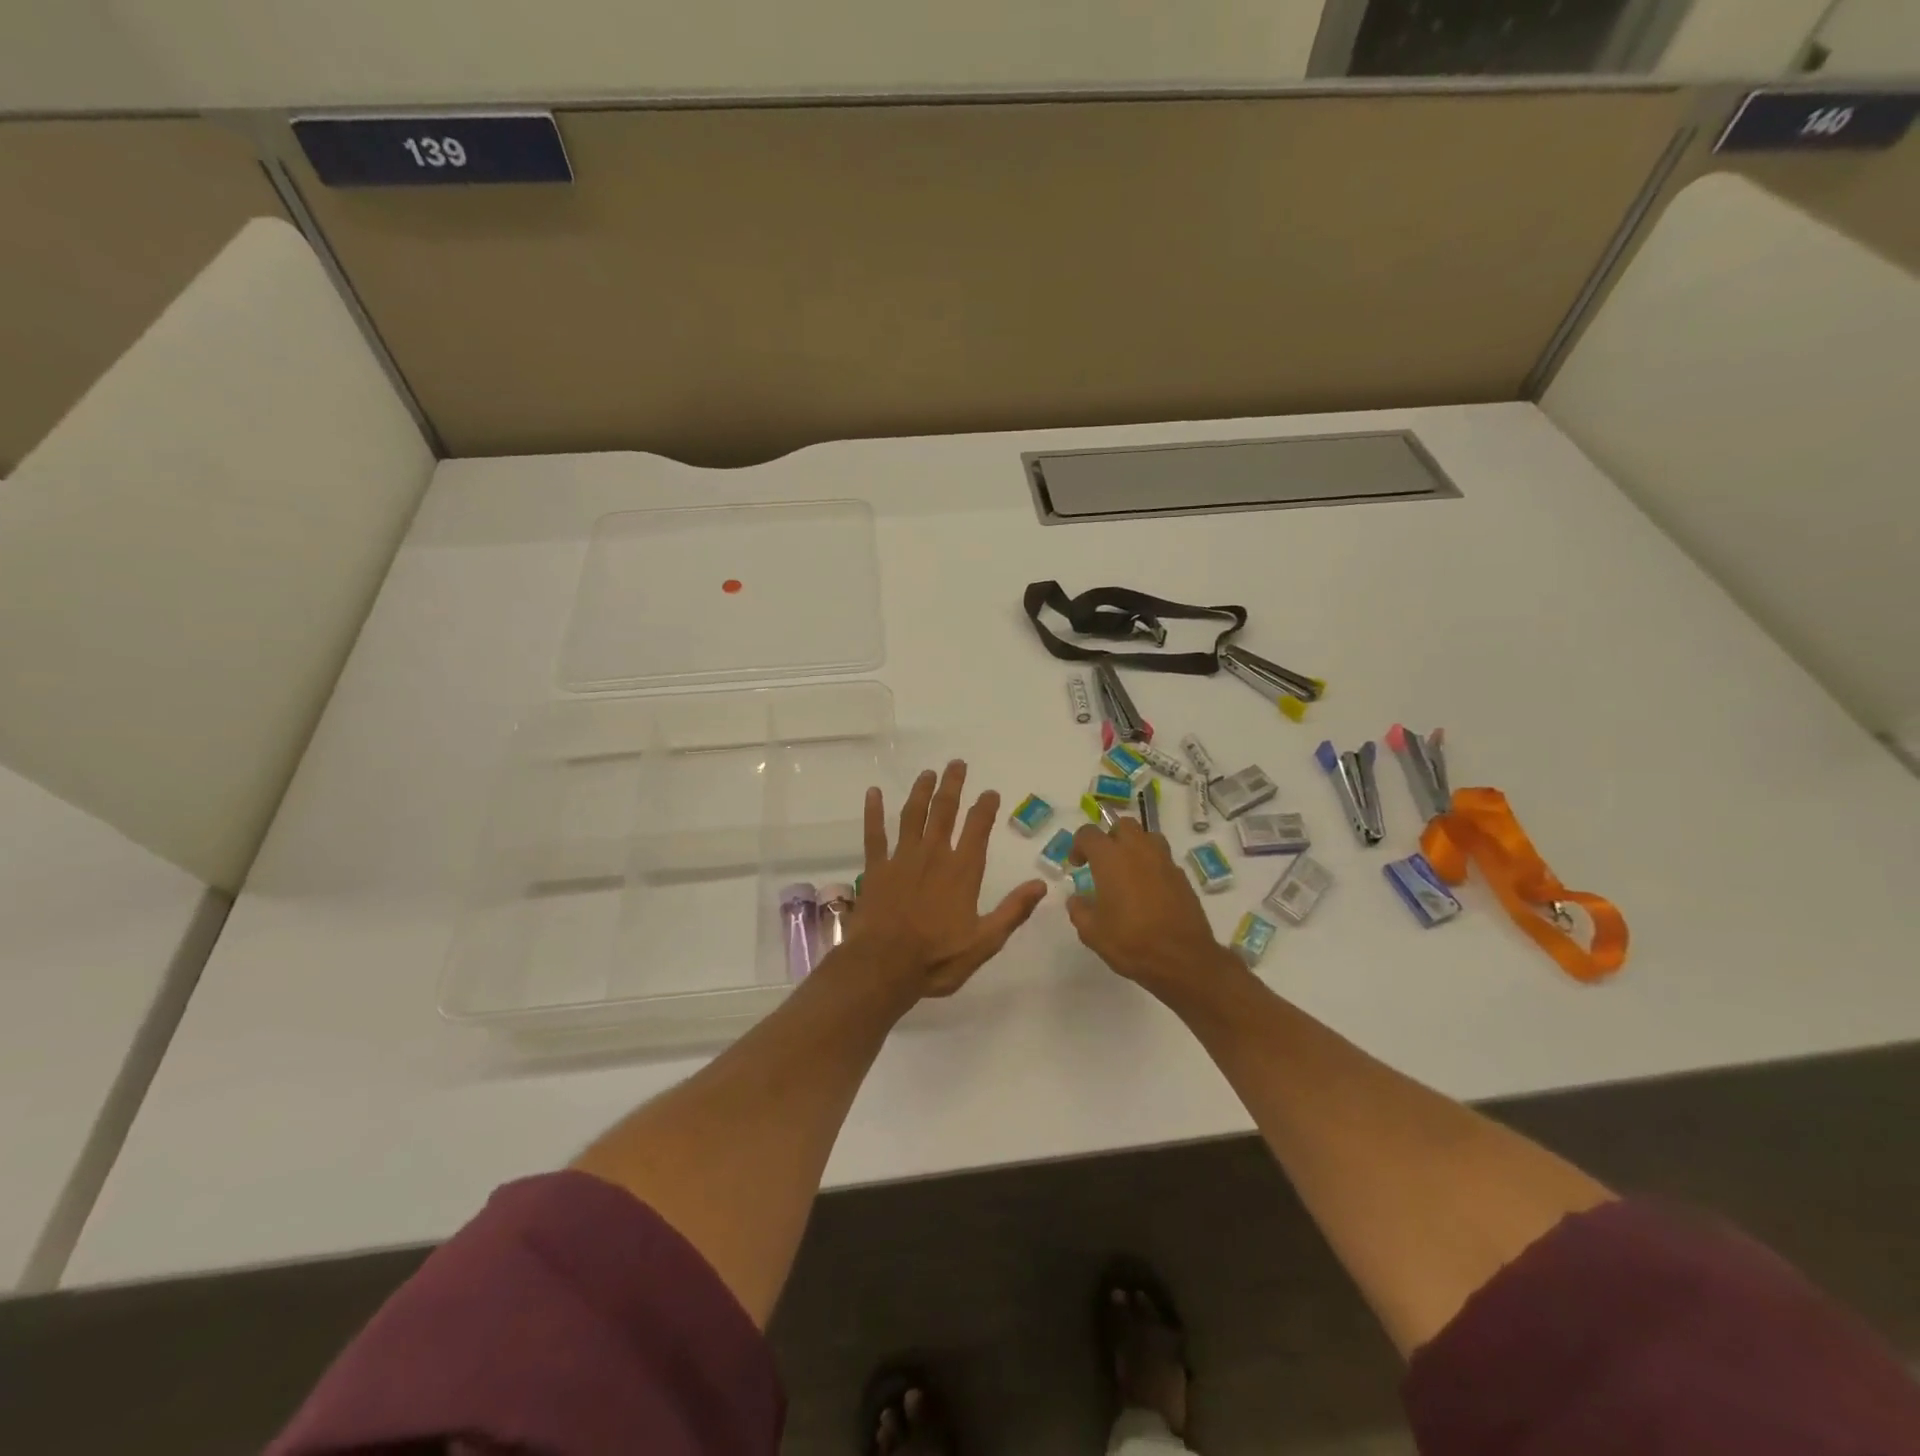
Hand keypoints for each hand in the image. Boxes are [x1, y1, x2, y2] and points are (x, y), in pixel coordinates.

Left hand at [844, 760, 1048, 999]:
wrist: (883, 967)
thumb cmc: (937, 959)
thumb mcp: (985, 942)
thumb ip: (1012, 911)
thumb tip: (1041, 884)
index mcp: (962, 872)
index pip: (978, 829)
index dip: (985, 808)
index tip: (989, 792)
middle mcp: (934, 855)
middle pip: (944, 811)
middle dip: (952, 786)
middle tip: (957, 764)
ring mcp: (902, 859)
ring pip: (913, 815)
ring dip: (921, 791)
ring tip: (927, 773)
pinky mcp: (876, 868)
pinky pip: (874, 834)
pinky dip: (873, 812)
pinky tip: (872, 793)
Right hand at [1067, 820, 1239, 994]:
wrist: (1182, 959)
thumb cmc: (1130, 941)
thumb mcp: (1091, 931)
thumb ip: (1079, 909)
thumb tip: (1077, 899)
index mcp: (1110, 858)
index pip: (1089, 833)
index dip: (1078, 845)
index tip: (1077, 865)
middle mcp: (1138, 850)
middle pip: (1123, 825)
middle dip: (1110, 837)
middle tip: (1104, 862)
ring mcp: (1164, 861)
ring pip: (1148, 837)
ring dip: (1135, 847)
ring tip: (1128, 872)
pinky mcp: (1182, 877)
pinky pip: (1163, 860)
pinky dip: (1152, 867)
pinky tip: (1148, 892)